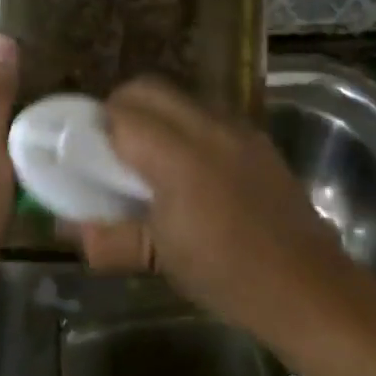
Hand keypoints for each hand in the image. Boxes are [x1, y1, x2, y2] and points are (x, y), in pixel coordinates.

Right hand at [74, 78, 352, 335]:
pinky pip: (209, 114)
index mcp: (179, 156)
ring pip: (180, 97)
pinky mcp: (258, 139)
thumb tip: (67, 228)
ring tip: (151, 159)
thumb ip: (108, 237)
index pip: (123, 113)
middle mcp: (209, 128)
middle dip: (121, 108)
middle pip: (149, 89)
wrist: (308, 287)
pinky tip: (191, 170)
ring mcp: (238, 129)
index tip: (87, 153)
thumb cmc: (228, 275)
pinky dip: (186, 126)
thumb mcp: (160, 259)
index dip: (97, 127)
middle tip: (112, 150)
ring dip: (156, 115)